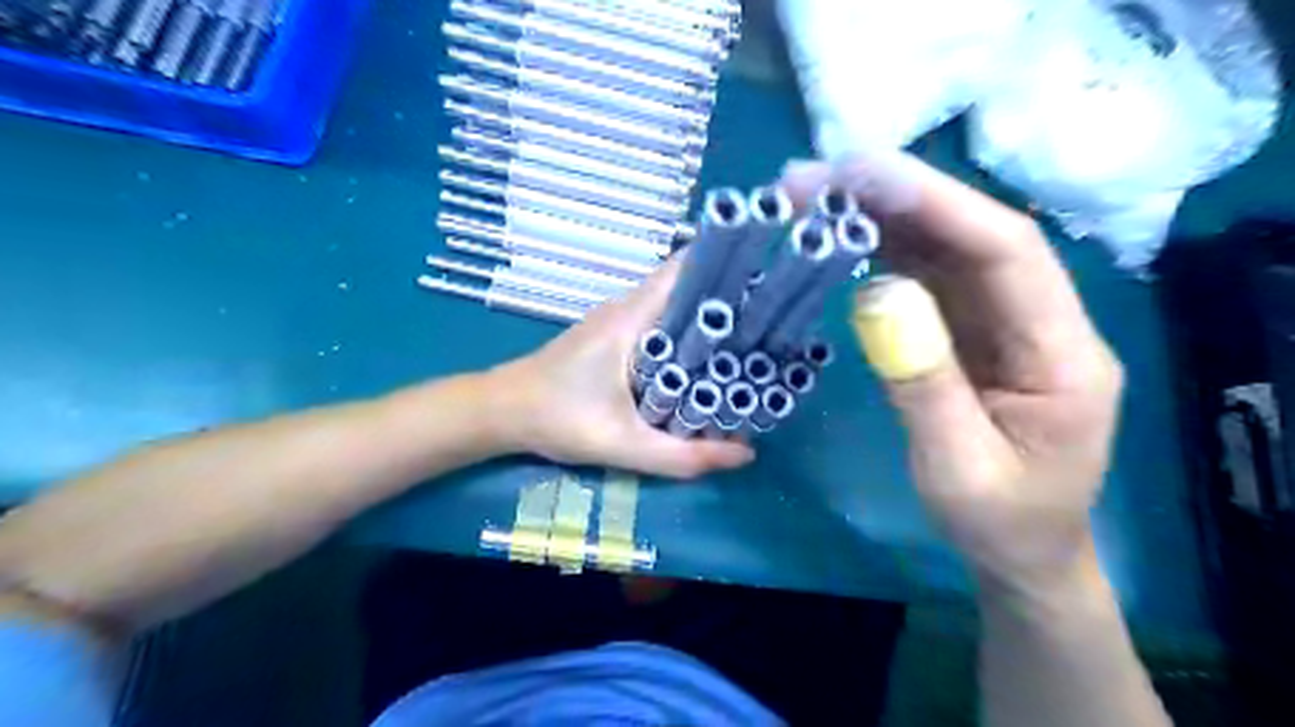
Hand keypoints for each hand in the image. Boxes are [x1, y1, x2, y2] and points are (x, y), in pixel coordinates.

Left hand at [489, 259, 756, 479]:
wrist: (501, 412)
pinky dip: (686, 330)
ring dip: (708, 313)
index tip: (766, 279)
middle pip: (687, 283)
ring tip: (751, 335)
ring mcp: (618, 319)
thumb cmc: (557, 419)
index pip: (685, 268)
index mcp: (631, 318)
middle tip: (771, 318)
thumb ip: (683, 456)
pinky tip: (705, 358)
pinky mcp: (612, 334)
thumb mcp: (623, 444)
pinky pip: (659, 320)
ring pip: (673, 302)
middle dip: (729, 293)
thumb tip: (745, 453)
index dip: (727, 264)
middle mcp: (627, 307)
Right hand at [779, 150, 1124, 591]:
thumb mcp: (957, 468)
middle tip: (816, 177)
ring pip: (945, 248)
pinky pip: (926, 277)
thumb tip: (875, 294)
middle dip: (898, 196)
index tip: (863, 177)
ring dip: (881, 216)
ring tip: (814, 195)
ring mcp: (1002, 321)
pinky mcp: (968, 330)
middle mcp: (1040, 319)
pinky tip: (840, 234)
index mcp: (1063, 354)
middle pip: (972, 235)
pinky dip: (881, 251)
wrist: (1020, 550)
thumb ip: (922, 381)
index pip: (1008, 253)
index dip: (938, 205)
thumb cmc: (998, 520)